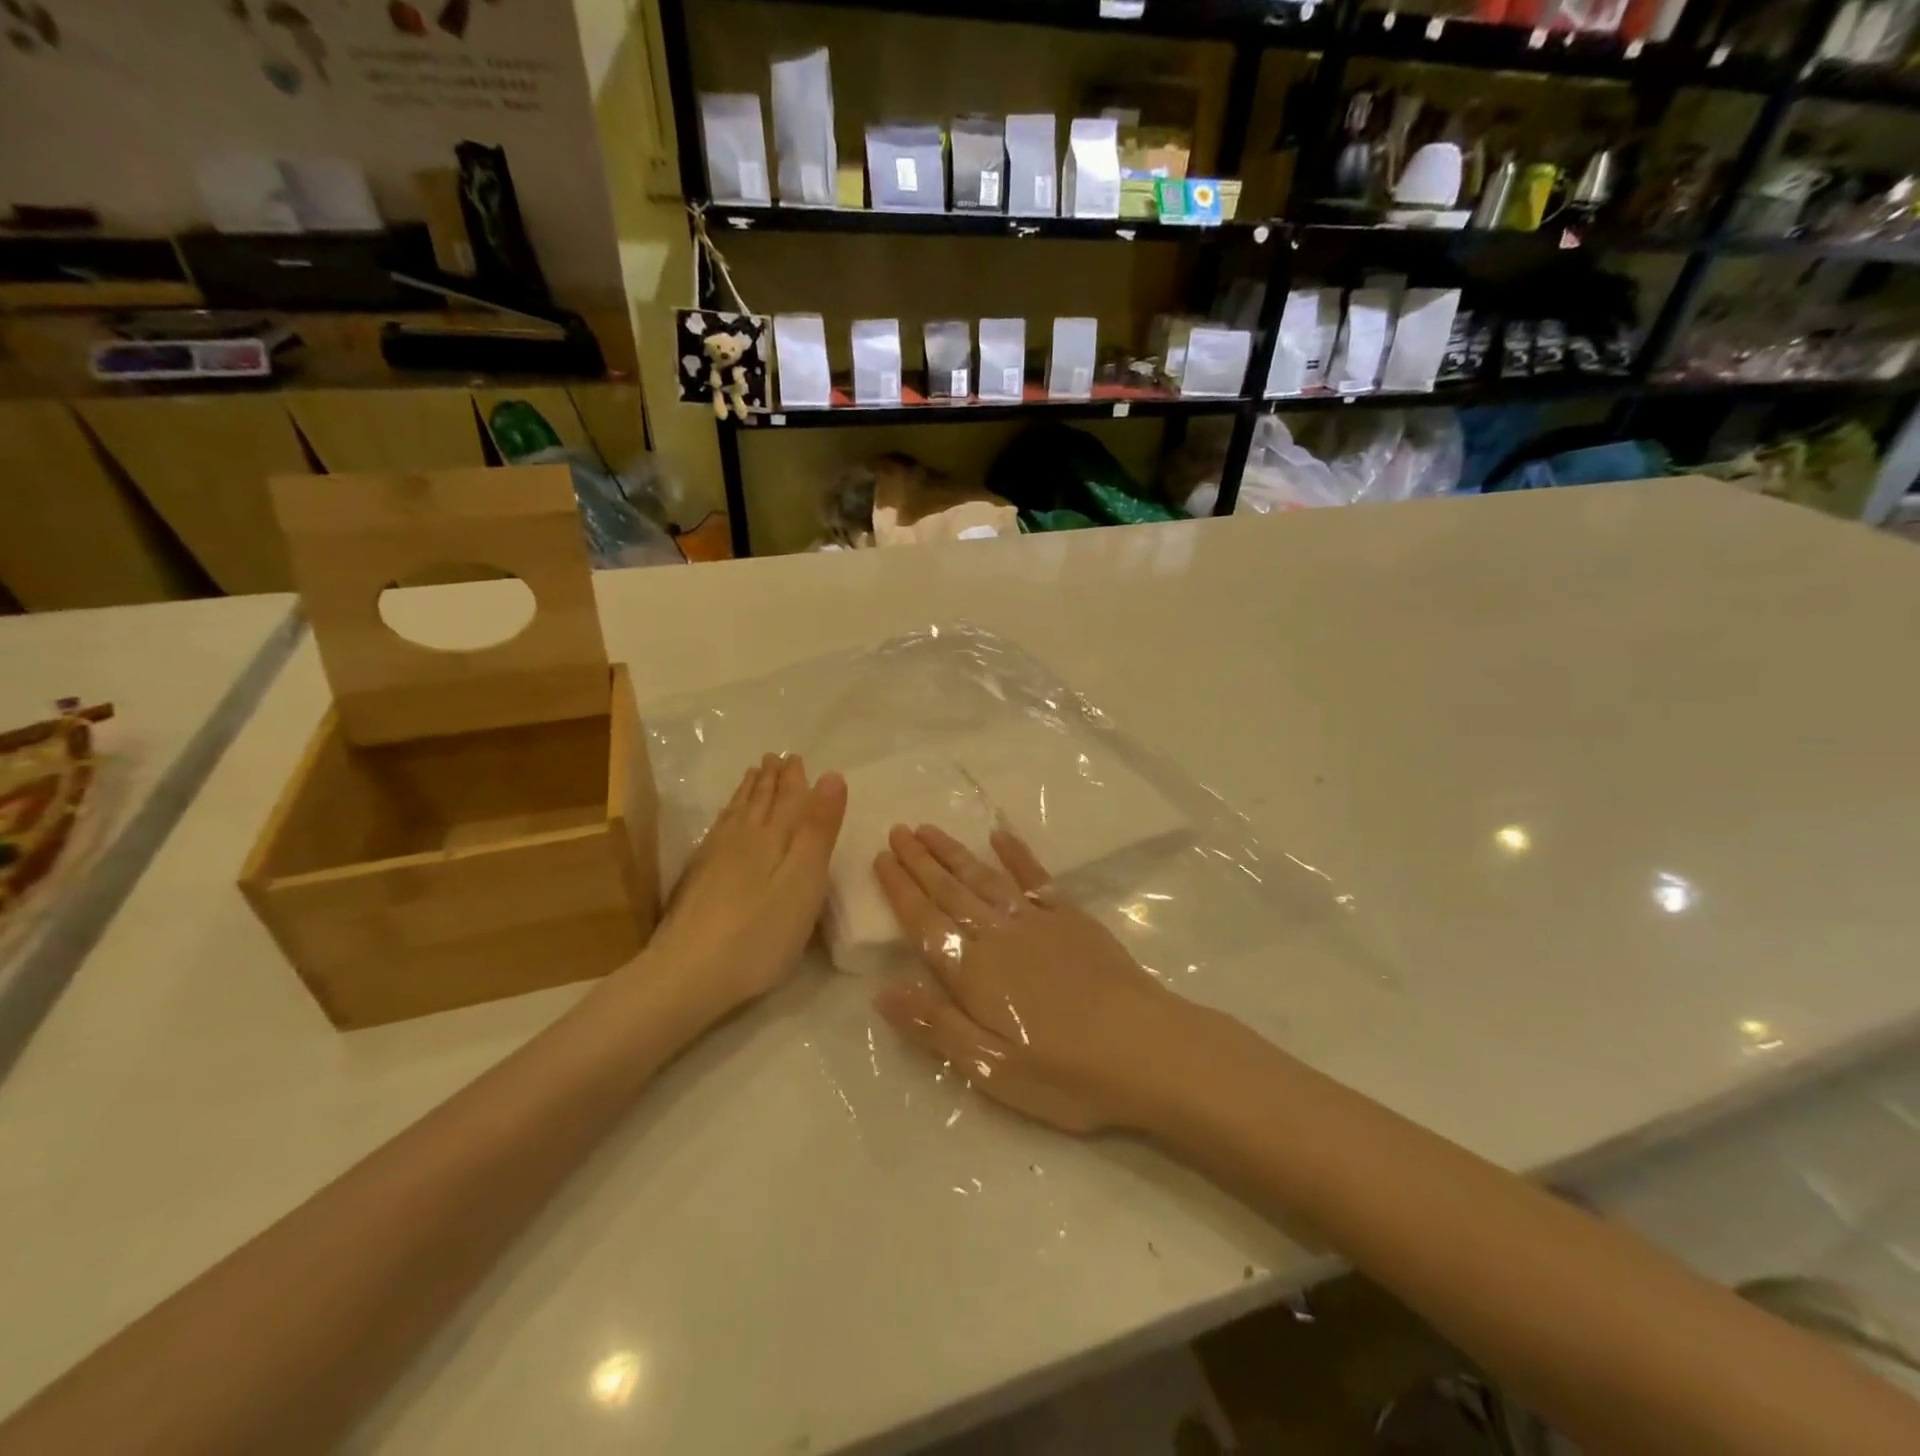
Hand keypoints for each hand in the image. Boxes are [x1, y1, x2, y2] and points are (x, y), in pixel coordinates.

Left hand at [637, 753, 845, 1023]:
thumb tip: (831, 775)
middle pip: (759, 801)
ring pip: (737, 814)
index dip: (795, 779)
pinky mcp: (699, 879)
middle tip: (775, 758)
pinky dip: (728, 816)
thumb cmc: (761, 932)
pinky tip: (725, 820)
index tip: (796, 757)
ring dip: (748, 792)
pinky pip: (718, 830)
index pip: (788, 798)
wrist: (689, 972)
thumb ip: (818, 828)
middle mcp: (743, 839)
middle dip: (770, 779)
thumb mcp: (805, 879)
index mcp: (773, 837)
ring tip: (753, 775)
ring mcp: (715, 858)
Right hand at [872, 824, 1200, 1133]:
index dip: (900, 889)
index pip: (924, 921)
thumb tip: (881, 991)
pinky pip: (1036, 877)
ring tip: (929, 829)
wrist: (1145, 1050)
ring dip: (954, 853)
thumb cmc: (1064, 1072)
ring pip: (984, 878)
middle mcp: (998, 935)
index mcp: (973, 971)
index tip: (881, 857)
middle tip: (897, 830)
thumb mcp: (990, 1068)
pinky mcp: (1072, 918)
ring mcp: (1037, 921)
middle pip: (949, 890)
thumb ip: (935, 1025)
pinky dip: (1017, 855)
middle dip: (920, 860)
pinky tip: (1001, 836)